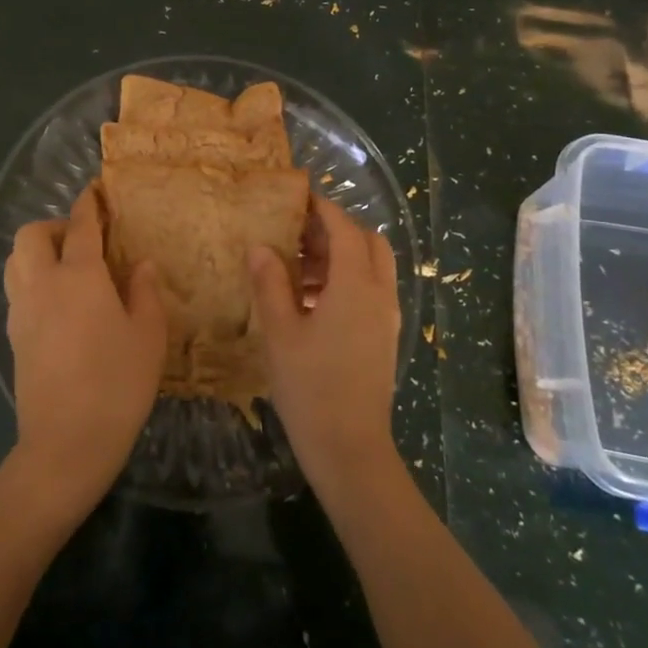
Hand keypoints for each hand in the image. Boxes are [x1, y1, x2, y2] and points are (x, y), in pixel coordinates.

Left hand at [5, 186, 166, 517]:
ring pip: (15, 261)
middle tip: (82, 242)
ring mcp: (21, 311)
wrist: (66, 444)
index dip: (89, 203)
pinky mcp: (12, 338)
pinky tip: (58, 305)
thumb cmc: (117, 383)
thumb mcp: (148, 335)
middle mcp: (43, 284)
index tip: (96, 190)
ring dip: (36, 252)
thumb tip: (140, 264)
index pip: (80, 225)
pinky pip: (16, 291)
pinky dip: (32, 281)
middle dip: (54, 227)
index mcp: (79, 275)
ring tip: (67, 269)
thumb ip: (145, 292)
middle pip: (31, 235)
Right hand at [250, 195, 400, 495]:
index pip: (344, 229)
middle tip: (297, 236)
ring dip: (339, 258)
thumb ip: (270, 284)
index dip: (322, 209)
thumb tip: (260, 247)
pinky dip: (345, 282)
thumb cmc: (311, 387)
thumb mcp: (280, 332)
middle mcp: (380, 294)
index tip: (297, 198)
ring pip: (371, 268)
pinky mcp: (384, 337)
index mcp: (356, 285)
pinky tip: (308, 303)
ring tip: (294, 271)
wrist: (351, 450)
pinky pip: (370, 292)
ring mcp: (387, 318)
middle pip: (367, 242)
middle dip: (335, 231)